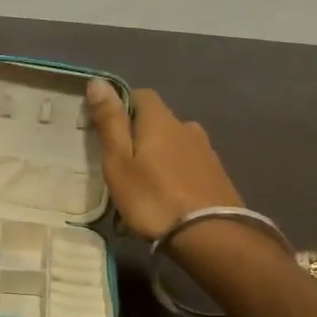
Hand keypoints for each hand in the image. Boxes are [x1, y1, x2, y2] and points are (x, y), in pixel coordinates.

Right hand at [84, 79, 242, 241]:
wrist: (210, 236)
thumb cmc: (153, 198)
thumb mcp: (119, 162)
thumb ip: (110, 122)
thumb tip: (98, 81)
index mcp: (160, 121)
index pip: (141, 95)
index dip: (122, 104)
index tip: (106, 125)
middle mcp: (187, 127)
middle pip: (159, 119)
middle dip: (141, 132)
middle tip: (122, 159)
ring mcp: (206, 151)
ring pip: (176, 142)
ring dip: (161, 152)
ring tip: (145, 179)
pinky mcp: (217, 175)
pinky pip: (190, 162)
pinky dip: (177, 170)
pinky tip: (169, 192)